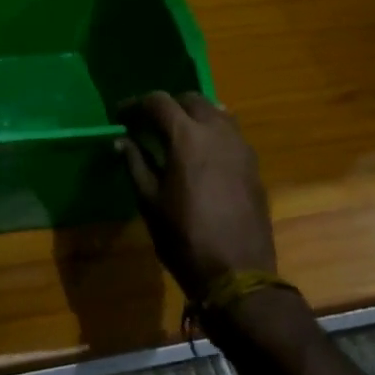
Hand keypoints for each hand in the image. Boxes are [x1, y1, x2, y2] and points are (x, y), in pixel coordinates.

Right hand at [117, 91, 273, 299]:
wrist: (239, 274)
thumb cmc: (184, 237)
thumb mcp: (149, 201)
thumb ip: (135, 163)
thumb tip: (121, 140)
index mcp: (186, 137)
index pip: (158, 101)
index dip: (136, 104)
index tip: (121, 116)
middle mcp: (217, 132)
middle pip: (191, 100)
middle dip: (167, 106)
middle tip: (148, 123)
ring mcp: (241, 147)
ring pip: (216, 112)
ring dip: (193, 115)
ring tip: (176, 134)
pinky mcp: (254, 165)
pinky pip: (231, 133)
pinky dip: (212, 131)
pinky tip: (201, 152)